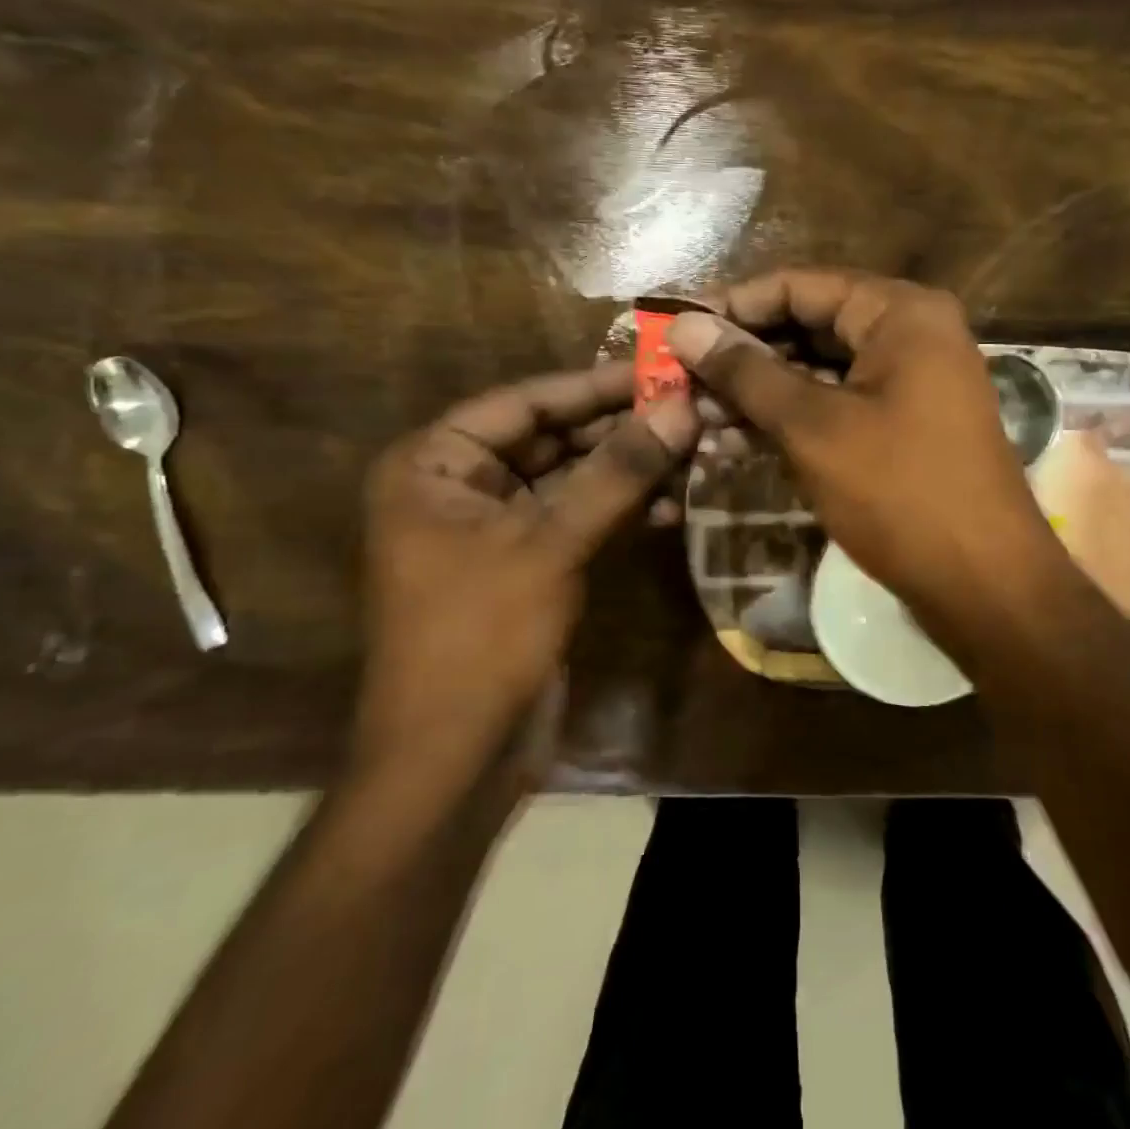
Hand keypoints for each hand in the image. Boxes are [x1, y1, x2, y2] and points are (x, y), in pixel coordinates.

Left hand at [357, 363, 697, 779]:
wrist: (454, 760)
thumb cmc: (481, 638)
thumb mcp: (550, 543)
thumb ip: (618, 472)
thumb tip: (683, 407)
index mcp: (435, 464)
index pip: (525, 401)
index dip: (595, 384)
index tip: (662, 368)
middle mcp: (460, 485)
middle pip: (551, 437)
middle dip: (620, 428)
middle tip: (691, 409)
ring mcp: (495, 527)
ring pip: (571, 478)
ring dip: (628, 468)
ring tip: (694, 451)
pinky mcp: (528, 563)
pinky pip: (578, 517)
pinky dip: (620, 509)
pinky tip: (672, 503)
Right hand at [668, 270, 1062, 633]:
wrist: (985, 585)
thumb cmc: (900, 492)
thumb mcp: (813, 427)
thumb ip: (747, 372)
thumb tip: (685, 326)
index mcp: (901, 312)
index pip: (800, 285)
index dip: (734, 305)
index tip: (676, 329)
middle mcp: (911, 334)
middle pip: (810, 326)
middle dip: (744, 356)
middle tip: (680, 380)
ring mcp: (912, 383)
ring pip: (820, 371)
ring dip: (761, 394)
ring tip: (698, 417)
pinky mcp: (905, 426)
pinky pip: (839, 407)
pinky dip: (793, 421)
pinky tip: (738, 442)